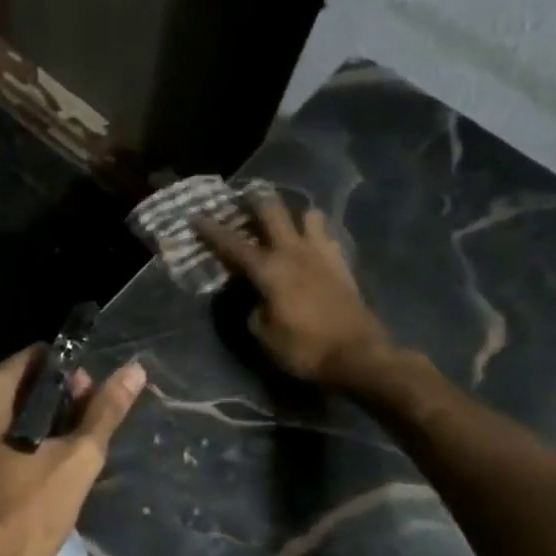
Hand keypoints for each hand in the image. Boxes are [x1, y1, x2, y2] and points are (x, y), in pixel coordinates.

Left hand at [0, 346, 144, 555]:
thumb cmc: (29, 514)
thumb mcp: (77, 458)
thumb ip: (105, 410)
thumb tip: (135, 370)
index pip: (36, 357)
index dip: (71, 374)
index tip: (92, 403)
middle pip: (23, 381)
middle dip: (59, 399)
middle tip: (86, 431)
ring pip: (12, 407)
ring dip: (46, 421)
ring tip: (73, 450)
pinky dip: (25, 437)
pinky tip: (48, 464)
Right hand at [197, 195, 402, 388]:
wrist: (359, 356)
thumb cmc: (304, 349)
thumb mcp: (263, 335)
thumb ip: (251, 308)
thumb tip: (252, 296)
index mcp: (269, 269)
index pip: (233, 244)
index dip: (212, 230)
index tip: (197, 217)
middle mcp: (294, 252)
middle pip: (273, 211)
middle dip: (255, 201)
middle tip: (244, 199)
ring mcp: (322, 254)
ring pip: (307, 215)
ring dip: (293, 214)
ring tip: (284, 222)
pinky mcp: (342, 264)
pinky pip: (327, 235)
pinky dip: (315, 233)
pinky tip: (310, 244)